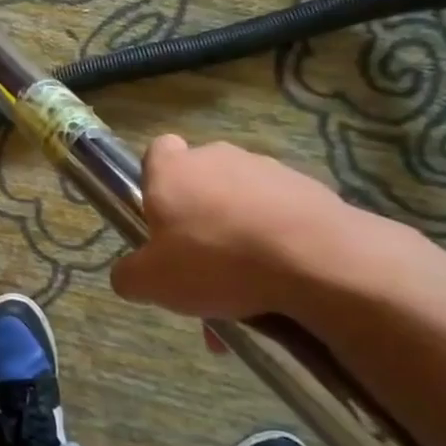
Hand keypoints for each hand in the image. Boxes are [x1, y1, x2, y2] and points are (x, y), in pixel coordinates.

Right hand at [110, 136, 357, 319]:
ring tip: (244, 293)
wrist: (317, 261)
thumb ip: (128, 275)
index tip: (158, 218)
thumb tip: (130, 275)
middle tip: (199, 268)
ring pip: (241, 204)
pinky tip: (279, 286)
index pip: (156, 152)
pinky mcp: (312, 191)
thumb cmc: (216, 261)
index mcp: (173, 169)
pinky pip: (281, 218)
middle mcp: (218, 157)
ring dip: (238, 238)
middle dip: (198, 220)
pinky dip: (276, 246)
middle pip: (200, 183)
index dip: (153, 182)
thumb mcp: (150, 282)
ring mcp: (269, 171)